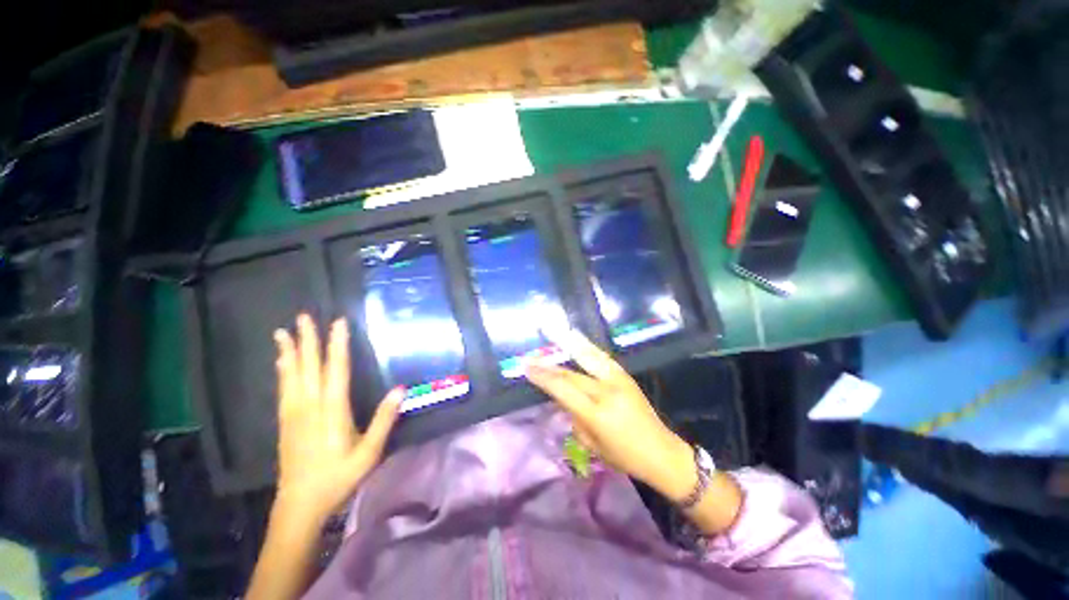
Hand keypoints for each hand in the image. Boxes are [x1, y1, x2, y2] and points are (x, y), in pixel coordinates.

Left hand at [272, 314, 403, 526]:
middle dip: (307, 340)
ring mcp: (294, 414)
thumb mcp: (369, 452)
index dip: (338, 345)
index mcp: (333, 411)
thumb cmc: (339, 477)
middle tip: (303, 317)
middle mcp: (310, 407)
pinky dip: (282, 371)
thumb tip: (400, 389)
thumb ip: (384, 420)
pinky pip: (283, 389)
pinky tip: (281, 362)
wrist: (300, 505)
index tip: (338, 323)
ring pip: (291, 376)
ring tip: (283, 332)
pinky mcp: (285, 422)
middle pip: (309, 367)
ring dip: (289, 352)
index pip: (337, 370)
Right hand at [524, 329, 693, 499]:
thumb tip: (563, 397)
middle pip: (572, 375)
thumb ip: (575, 418)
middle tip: (531, 358)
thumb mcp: (593, 444)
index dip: (543, 377)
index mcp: (597, 414)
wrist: (661, 452)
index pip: (563, 390)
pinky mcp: (625, 376)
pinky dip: (587, 346)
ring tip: (554, 332)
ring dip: (569, 345)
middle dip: (549, 366)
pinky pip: (602, 358)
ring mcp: (618, 381)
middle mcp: (607, 392)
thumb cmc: (624, 456)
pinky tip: (577, 337)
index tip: (527, 368)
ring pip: (589, 358)